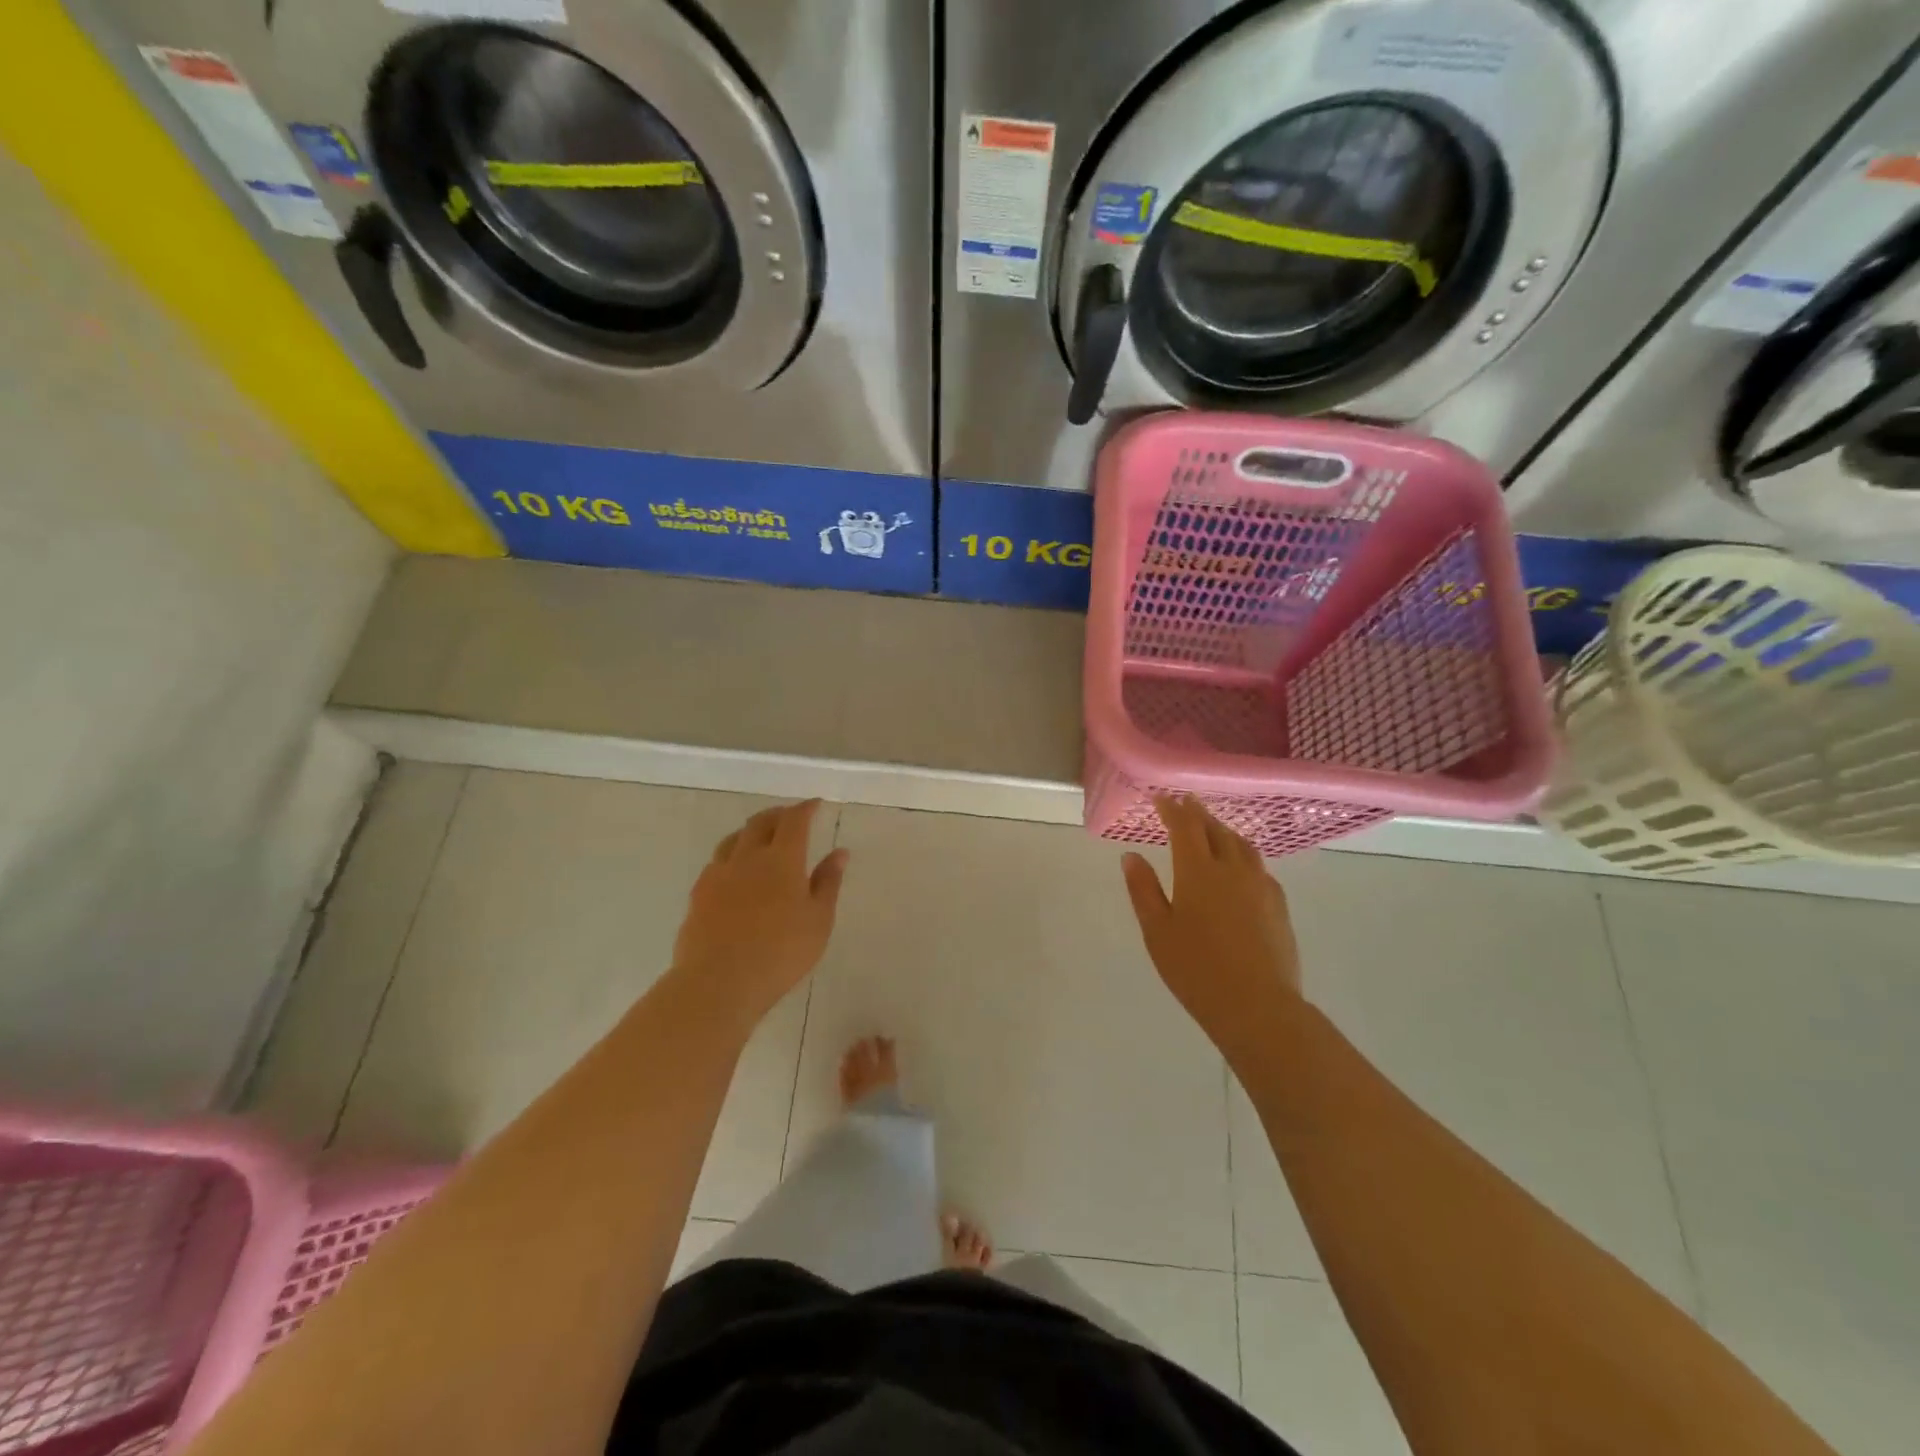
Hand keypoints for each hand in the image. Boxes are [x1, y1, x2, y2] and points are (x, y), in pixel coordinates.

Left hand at [672, 800, 848, 1026]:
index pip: (794, 821)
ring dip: (751, 831)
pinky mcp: (698, 894)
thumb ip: (828, 883)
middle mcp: (748, 857)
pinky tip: (734, 871)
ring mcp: (718, 874)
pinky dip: (731, 856)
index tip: (815, 804)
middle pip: (760, 822)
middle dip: (778, 814)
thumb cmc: (781, 952)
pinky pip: (716, 863)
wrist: (718, 982)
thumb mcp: (818, 920)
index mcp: (782, 859)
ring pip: (734, 839)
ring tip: (760, 838)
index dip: (805, 809)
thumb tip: (840, 852)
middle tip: (790, 817)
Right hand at [1122, 797, 1301, 1058]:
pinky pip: (1259, 866)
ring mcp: (1260, 885)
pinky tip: (1241, 867)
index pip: (1185, 826)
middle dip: (1198, 813)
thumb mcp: (1157, 931)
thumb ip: (1143, 890)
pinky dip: (1243, 854)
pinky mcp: (1279, 905)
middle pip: (1215, 830)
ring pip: (1241, 845)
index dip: (1172, 809)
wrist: (1257, 1006)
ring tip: (1212, 828)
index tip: (1161, 798)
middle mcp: (1232, 869)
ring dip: (1223, 830)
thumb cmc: (1196, 969)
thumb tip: (1131, 856)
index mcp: (1198, 871)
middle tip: (1185, 803)